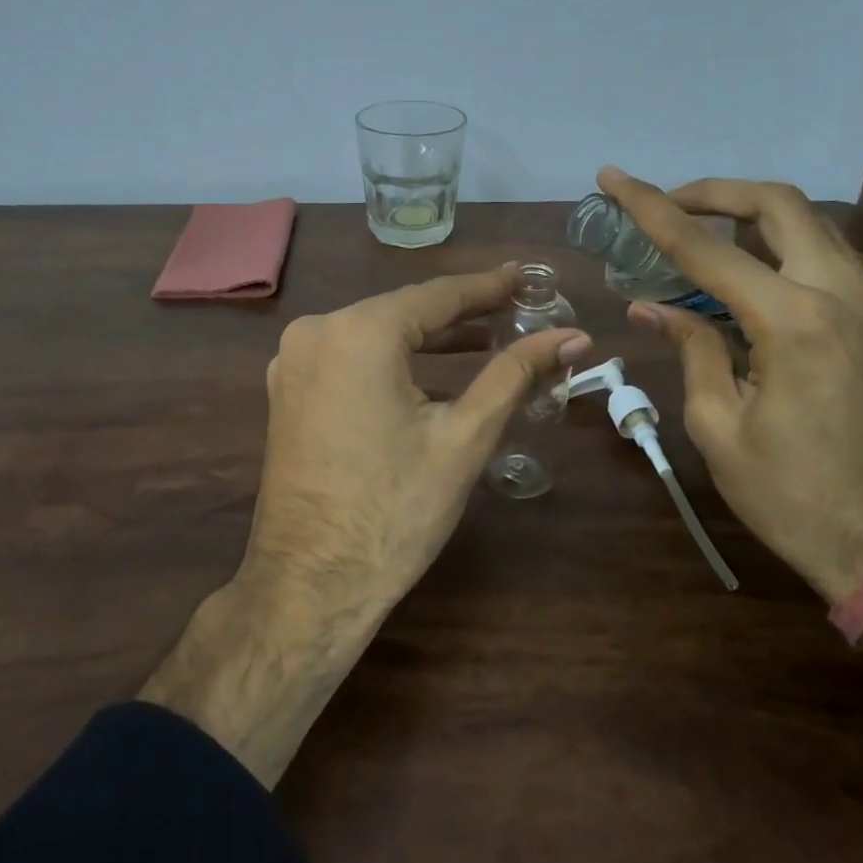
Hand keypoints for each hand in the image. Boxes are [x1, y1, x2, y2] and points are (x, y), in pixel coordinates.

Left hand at [243, 263, 591, 609]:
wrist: (310, 585)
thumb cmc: (394, 511)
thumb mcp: (464, 437)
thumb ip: (516, 374)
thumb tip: (575, 337)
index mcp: (357, 332)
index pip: (437, 296)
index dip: (488, 287)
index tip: (527, 278)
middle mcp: (316, 331)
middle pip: (404, 311)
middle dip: (462, 314)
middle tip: (516, 309)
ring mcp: (293, 362)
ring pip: (376, 334)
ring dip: (428, 339)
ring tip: (486, 341)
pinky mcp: (288, 391)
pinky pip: (350, 358)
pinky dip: (392, 361)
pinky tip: (431, 374)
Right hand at [596, 168, 862, 601]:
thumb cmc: (789, 496)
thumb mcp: (718, 425)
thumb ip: (691, 348)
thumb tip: (651, 308)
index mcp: (793, 322)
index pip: (705, 248)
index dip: (651, 208)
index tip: (613, 177)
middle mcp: (842, 295)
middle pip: (779, 204)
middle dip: (715, 192)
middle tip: (668, 205)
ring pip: (813, 224)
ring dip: (753, 217)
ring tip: (703, 236)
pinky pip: (832, 259)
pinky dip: (785, 248)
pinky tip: (752, 276)